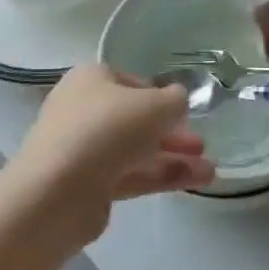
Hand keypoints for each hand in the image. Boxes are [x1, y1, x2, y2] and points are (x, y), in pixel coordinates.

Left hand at [5, 65, 214, 244]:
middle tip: (201, 143)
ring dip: (172, 157)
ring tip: (209, 170)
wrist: (59, 191)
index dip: (160, 96)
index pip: (130, 82)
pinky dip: (160, 176)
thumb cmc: (108, 129)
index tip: (184, 112)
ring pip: (134, 150)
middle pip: (133, 119)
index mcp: (90, 79)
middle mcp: (82, 109)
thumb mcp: (155, 105)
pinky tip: (195, 181)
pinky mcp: (87, 186)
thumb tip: (178, 101)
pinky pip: (130, 175)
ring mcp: (82, 150)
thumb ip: (175, 100)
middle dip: (170, 132)